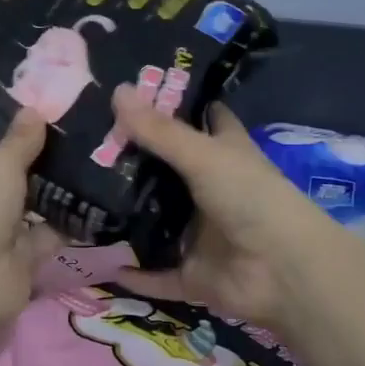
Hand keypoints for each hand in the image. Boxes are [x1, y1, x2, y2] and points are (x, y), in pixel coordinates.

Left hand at [0, 110, 63, 341]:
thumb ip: (20, 140)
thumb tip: (33, 110)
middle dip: (5, 145)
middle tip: (40, 114)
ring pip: (20, 197)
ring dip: (44, 182)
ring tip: (78, 149)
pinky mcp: (19, 253)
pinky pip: (47, 231)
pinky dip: (67, 219)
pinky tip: (95, 196)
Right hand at [108, 88, 337, 330]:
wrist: (284, 271)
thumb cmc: (252, 198)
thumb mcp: (205, 156)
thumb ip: (160, 130)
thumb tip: (117, 91)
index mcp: (225, 154)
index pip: (205, 119)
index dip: (178, 106)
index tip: (135, 96)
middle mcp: (212, 191)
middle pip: (169, 171)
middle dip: (134, 163)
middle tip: (86, 148)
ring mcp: (202, 235)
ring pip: (158, 223)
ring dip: (127, 216)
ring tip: (80, 199)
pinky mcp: (193, 274)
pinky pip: (157, 274)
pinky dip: (134, 273)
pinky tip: (100, 263)